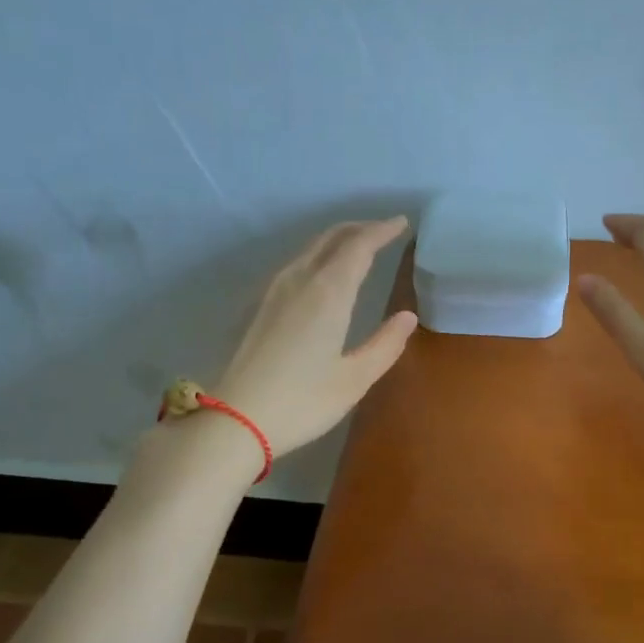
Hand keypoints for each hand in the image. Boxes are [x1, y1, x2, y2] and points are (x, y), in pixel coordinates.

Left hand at [211, 217, 417, 457]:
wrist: (236, 419)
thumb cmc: (303, 401)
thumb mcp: (354, 379)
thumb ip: (385, 344)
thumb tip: (408, 316)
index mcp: (328, 293)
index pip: (359, 246)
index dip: (382, 231)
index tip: (402, 223)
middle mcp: (299, 281)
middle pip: (331, 238)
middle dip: (359, 229)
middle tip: (384, 230)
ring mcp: (274, 292)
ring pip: (310, 249)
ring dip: (337, 240)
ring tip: (358, 246)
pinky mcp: (260, 307)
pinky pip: (296, 265)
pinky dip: (318, 256)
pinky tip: (323, 274)